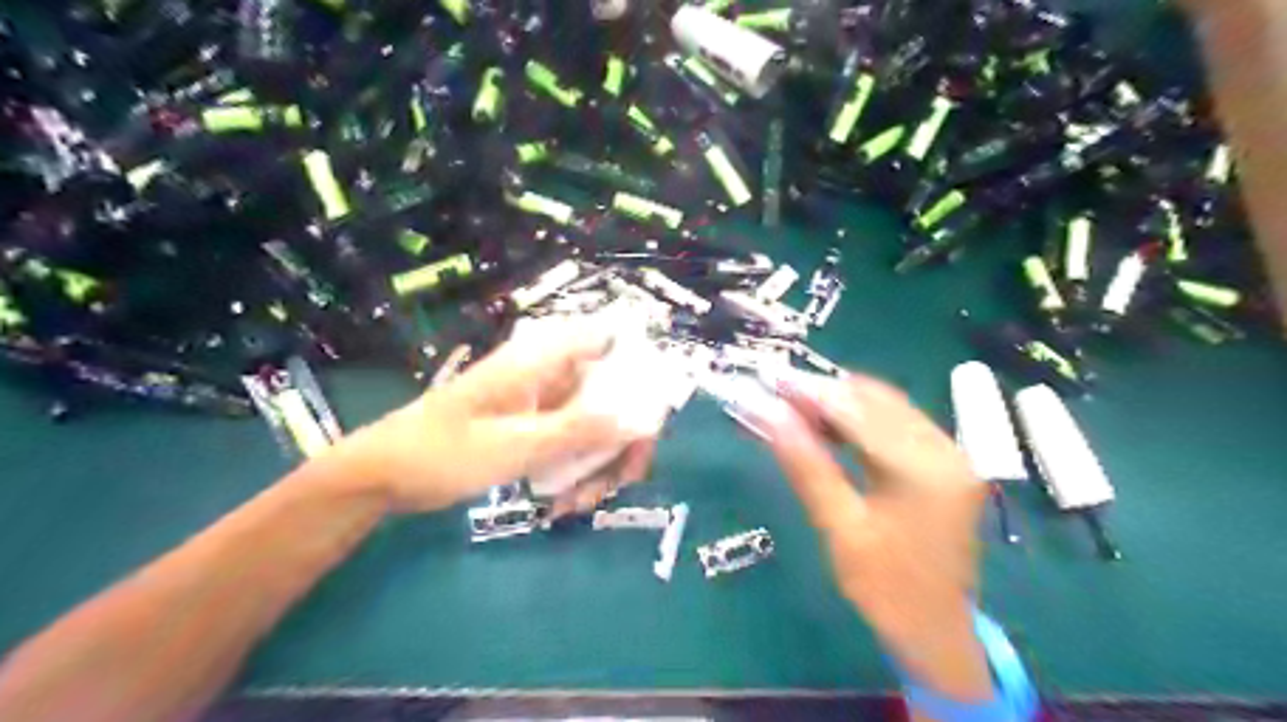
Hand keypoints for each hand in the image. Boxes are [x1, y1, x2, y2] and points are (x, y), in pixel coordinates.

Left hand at [335, 329, 655, 515]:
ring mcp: (545, 400)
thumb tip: (642, 418)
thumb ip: (581, 429)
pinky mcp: (537, 425)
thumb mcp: (516, 444)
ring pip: (598, 422)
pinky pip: (575, 442)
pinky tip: (564, 502)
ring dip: (599, 464)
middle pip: (613, 391)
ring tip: (579, 504)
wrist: (386, 475)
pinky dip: (577, 471)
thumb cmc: (444, 451)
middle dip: (622, 439)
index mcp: (543, 357)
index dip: (641, 372)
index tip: (649, 420)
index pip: (611, 341)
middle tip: (619, 482)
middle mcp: (551, 371)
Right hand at [757, 375, 987, 702]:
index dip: (811, 393)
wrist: (936, 631)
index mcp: (923, 470)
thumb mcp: (839, 528)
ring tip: (798, 410)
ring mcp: (952, 453)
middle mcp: (946, 450)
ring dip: (843, 403)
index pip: (858, 413)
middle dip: (826, 393)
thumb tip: (770, 415)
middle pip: (877, 401)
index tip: (771, 380)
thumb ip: (807, 465)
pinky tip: (832, 428)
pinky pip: (899, 424)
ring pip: (888, 407)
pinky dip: (863, 420)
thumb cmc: (885, 589)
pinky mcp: (947, 462)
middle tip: (779, 396)